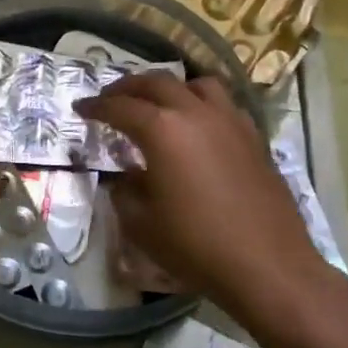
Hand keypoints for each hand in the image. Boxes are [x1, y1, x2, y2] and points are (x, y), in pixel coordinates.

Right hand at [76, 74, 329, 322]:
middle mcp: (196, 113)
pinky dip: (202, 105)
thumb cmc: (195, 245)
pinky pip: (224, 106)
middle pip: (156, 83)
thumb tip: (124, 177)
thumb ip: (125, 192)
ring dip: (171, 88)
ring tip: (159, 103)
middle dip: (128, 87)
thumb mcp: (141, 224)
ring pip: (197, 84)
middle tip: (111, 98)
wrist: (267, 264)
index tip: (81, 108)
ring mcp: (230, 121)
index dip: (96, 107)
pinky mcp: (254, 138)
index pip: (120, 107)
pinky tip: (198, 128)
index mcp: (162, 129)